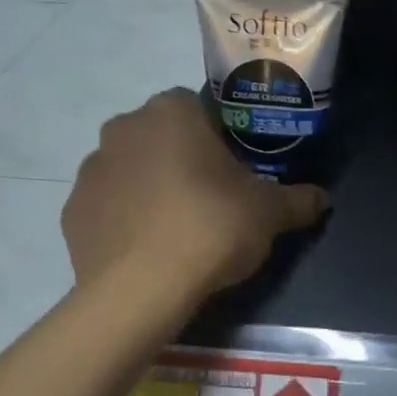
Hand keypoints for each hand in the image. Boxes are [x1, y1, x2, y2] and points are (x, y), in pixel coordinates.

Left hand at [63, 88, 328, 297]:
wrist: (141, 289)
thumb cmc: (212, 227)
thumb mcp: (269, 213)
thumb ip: (298, 199)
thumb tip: (324, 199)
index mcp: (172, 112)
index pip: (198, 107)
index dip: (219, 136)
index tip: (234, 168)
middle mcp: (124, 127)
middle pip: (161, 134)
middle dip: (182, 156)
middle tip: (210, 196)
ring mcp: (91, 168)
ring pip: (130, 167)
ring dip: (150, 184)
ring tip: (177, 226)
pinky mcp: (72, 210)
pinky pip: (108, 204)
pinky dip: (124, 217)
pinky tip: (147, 247)